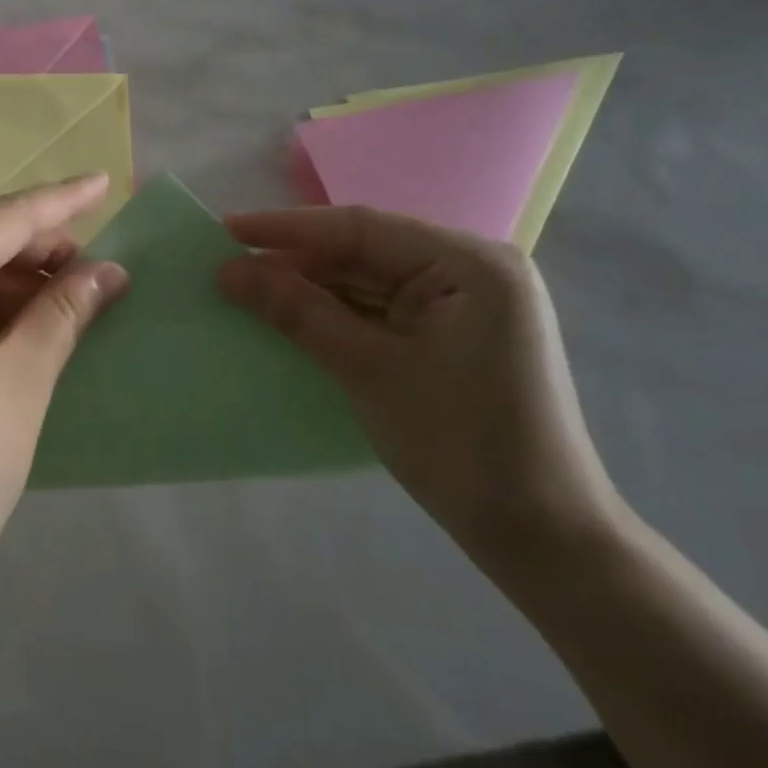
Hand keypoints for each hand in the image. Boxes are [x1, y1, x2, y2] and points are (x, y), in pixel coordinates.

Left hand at [0, 175, 129, 607]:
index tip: (104, 181)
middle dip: (38, 247)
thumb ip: (63, 313)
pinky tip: (22, 321)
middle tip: (98, 263)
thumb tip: (108, 271)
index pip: (2, 220)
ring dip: (11, 278)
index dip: (59, 202)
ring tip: (69, 294)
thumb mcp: (22, 384)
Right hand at [219, 207, 623, 562]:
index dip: (287, 228)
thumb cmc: (460, 446)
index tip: (226, 230)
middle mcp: (472, 269)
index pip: (361, 228)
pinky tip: (292, 317)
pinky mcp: (452, 333)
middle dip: (297, 261)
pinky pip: (381, 308)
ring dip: (312, 288)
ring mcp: (465, 303)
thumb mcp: (368, 370)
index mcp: (470, 263)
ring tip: (247, 291)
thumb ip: (297, 311)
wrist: (542, 539)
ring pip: (369, 279)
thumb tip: (227, 271)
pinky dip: (336, 314)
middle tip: (229, 268)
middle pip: (364, 250)